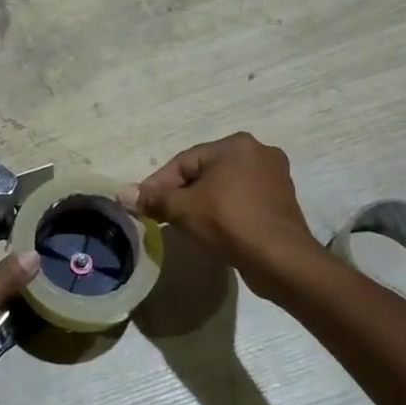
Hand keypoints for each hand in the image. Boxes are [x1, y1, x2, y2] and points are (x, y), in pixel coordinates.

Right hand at [122, 133, 321, 288]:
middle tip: (163, 215)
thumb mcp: (183, 209)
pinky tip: (214, 228)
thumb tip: (122, 193)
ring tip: (186, 224)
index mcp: (235, 144)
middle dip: (182, 192)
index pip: (184, 162)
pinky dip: (225, 210)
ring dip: (203, 202)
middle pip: (205, 171)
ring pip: (224, 186)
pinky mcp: (283, 201)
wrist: (281, 259)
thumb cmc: (229, 223)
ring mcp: (275, 176)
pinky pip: (242, 199)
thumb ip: (153, 199)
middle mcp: (258, 152)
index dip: (159, 184)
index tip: (143, 205)